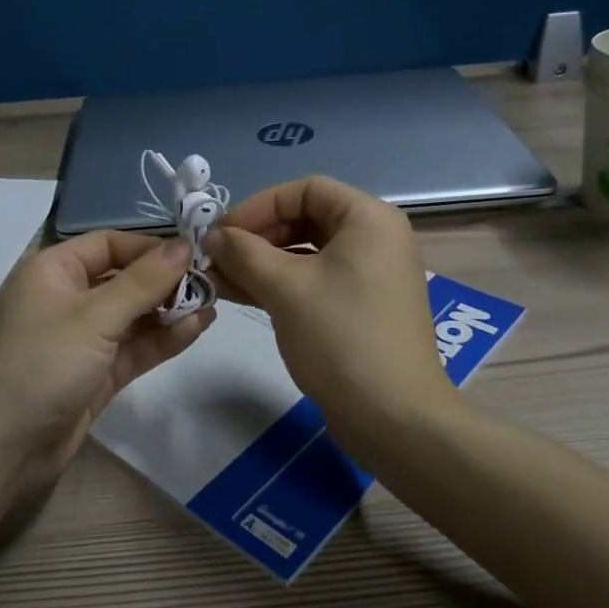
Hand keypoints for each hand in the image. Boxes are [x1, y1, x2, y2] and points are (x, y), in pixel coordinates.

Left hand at [0, 232, 212, 513]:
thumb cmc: (41, 364)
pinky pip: (134, 348)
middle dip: (166, 280)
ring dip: (170, 310)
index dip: (150, 247)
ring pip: (133, 316)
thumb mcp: (93, 316)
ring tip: (214, 304)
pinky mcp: (95, 375)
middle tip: (212, 283)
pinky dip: (163, 339)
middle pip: (124, 279)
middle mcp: (67, 299)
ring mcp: (82, 340)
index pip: (109, 244)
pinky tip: (197, 328)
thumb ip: (143, 282)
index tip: (194, 255)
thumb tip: (184, 245)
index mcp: (53, 271)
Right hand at [209, 176, 457, 436]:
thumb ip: (244, 253)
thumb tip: (214, 236)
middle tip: (217, 257)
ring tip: (220, 278)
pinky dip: (282, 283)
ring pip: (308, 252)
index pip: (306, 189)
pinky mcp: (363, 307)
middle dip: (258, 236)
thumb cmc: (341, 338)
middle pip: (307, 218)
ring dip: (263, 261)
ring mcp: (372, 275)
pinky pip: (317, 280)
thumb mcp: (285, 288)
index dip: (259, 205)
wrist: (394, 418)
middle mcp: (376, 238)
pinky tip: (243, 295)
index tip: (223, 232)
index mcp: (369, 218)